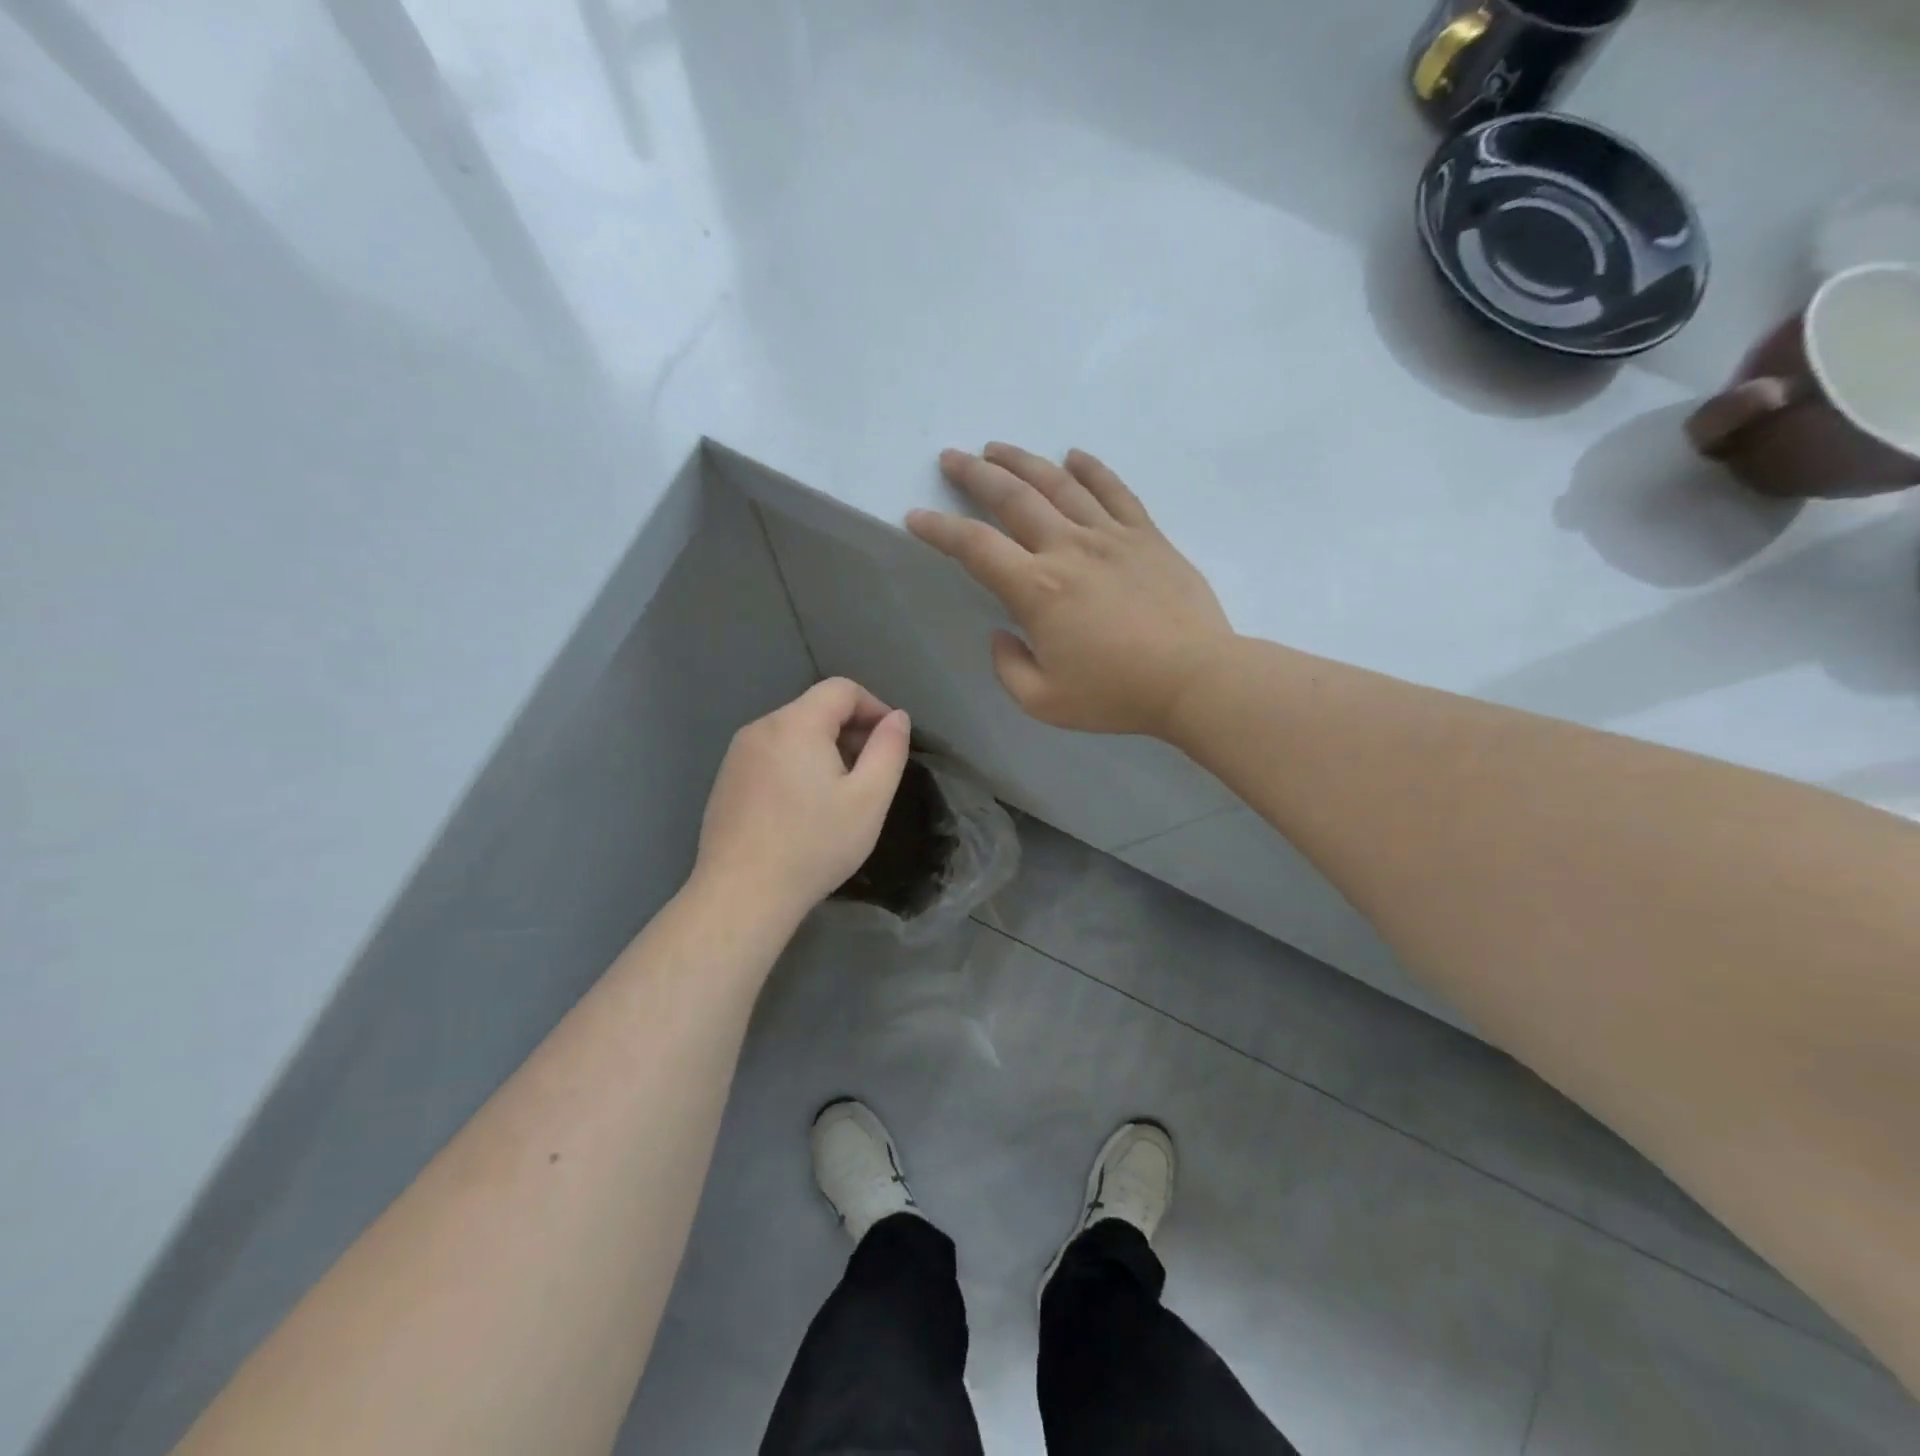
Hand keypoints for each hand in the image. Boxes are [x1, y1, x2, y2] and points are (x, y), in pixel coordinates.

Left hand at [693, 679, 910, 921]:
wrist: (741, 895)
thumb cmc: (813, 845)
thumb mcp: (869, 799)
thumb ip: (889, 750)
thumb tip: (897, 717)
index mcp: (796, 723)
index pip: (842, 689)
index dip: (875, 707)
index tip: (892, 742)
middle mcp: (761, 728)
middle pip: (815, 709)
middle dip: (851, 731)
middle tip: (871, 774)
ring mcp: (737, 755)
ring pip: (793, 733)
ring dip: (824, 750)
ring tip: (840, 793)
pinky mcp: (726, 781)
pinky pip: (771, 756)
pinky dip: (796, 766)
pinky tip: (804, 808)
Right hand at [907, 444, 1233, 736]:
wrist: (1194, 679)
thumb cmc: (1115, 695)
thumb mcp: (1042, 701)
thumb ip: (1008, 666)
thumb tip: (1002, 633)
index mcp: (1037, 590)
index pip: (975, 547)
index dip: (939, 529)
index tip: (916, 517)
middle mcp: (1068, 549)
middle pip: (1013, 498)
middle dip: (975, 474)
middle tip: (952, 457)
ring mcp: (1111, 536)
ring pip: (1059, 484)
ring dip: (1023, 462)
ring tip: (997, 448)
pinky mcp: (1147, 536)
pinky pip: (1115, 490)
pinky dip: (1091, 469)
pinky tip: (1074, 456)